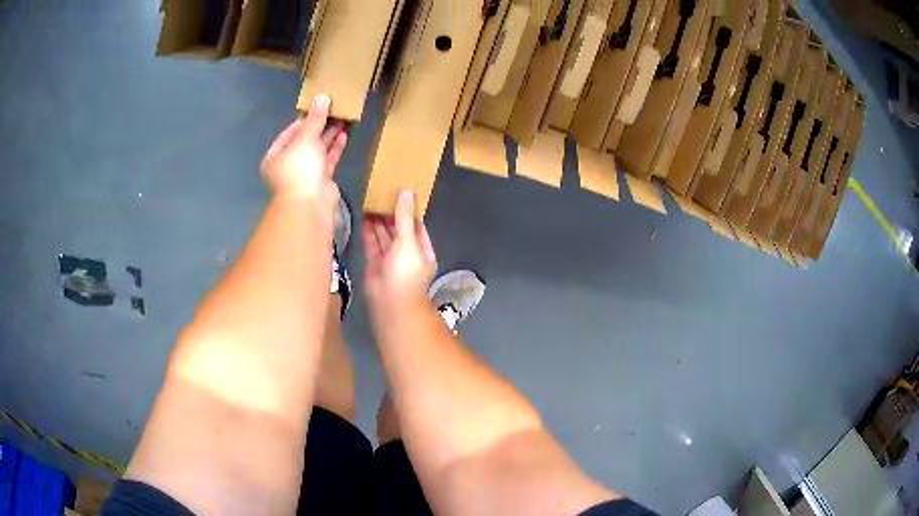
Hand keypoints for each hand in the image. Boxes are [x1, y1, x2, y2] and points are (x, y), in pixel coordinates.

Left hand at [261, 94, 347, 207]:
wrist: (311, 203)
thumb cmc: (300, 169)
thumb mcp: (306, 138)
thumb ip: (315, 118)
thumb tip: (322, 96)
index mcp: (275, 156)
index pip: (289, 133)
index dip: (303, 119)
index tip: (318, 107)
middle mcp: (288, 165)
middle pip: (304, 141)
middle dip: (319, 126)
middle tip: (334, 110)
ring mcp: (304, 173)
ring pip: (317, 150)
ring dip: (329, 135)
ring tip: (343, 118)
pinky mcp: (320, 180)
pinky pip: (327, 160)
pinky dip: (335, 148)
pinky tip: (344, 134)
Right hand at [363, 191, 437, 310]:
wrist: (390, 304)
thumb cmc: (406, 273)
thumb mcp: (408, 242)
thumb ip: (405, 218)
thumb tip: (407, 193)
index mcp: (422, 250)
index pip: (416, 226)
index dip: (409, 211)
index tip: (399, 194)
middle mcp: (407, 254)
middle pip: (399, 230)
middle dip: (391, 215)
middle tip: (381, 195)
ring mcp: (390, 260)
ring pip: (384, 237)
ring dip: (378, 222)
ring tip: (371, 202)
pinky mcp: (375, 265)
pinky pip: (372, 246)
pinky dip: (368, 233)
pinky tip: (363, 218)